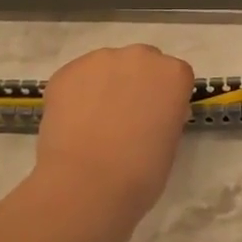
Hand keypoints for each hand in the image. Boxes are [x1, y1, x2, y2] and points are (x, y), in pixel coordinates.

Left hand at [33, 45, 195, 230]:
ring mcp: (99, 60)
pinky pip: (77, 79)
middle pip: (141, 63)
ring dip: (104, 86)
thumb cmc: (141, 173)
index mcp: (173, 74)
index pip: (175, 76)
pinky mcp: (66, 71)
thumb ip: (165, 117)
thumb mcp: (170, 144)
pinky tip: (73, 124)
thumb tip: (150, 115)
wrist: (87, 184)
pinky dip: (76, 95)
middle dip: (135, 84)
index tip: (156, 119)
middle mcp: (139, 56)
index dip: (165, 97)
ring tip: (93, 123)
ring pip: (106, 67)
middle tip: (125, 118)